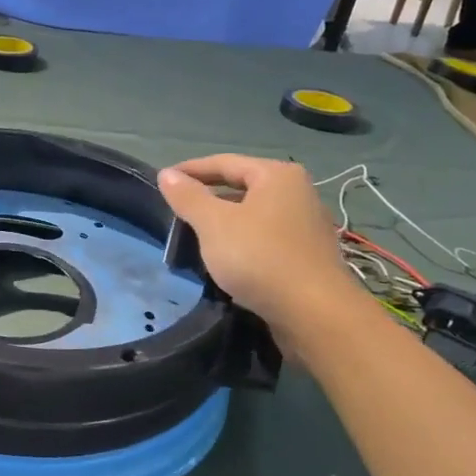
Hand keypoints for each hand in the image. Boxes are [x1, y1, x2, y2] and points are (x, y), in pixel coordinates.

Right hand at [157, 155, 361, 343]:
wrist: (313, 313)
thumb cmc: (259, 258)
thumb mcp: (214, 224)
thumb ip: (189, 197)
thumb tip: (167, 174)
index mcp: (277, 175)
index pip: (224, 163)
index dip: (191, 170)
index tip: (162, 181)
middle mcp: (297, 193)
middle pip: (241, 187)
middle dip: (207, 197)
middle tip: (176, 210)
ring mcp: (305, 226)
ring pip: (253, 215)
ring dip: (223, 222)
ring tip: (194, 235)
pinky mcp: (306, 256)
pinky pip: (264, 238)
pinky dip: (241, 242)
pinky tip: (224, 259)